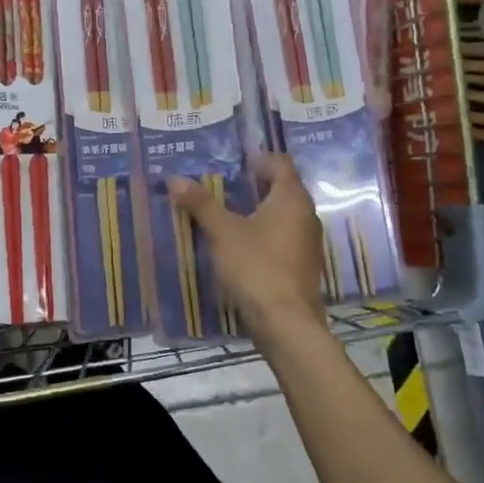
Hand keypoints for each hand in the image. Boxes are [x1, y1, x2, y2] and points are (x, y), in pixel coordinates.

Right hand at [170, 156, 326, 346]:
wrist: (285, 324)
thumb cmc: (256, 267)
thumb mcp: (222, 232)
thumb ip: (201, 204)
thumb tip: (175, 178)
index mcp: (292, 198)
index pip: (280, 163)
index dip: (257, 158)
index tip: (232, 163)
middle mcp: (306, 215)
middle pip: (282, 188)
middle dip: (253, 185)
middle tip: (221, 186)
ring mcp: (308, 243)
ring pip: (282, 215)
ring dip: (257, 211)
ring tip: (225, 214)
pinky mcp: (303, 266)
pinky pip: (283, 238)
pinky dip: (263, 234)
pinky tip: (239, 245)